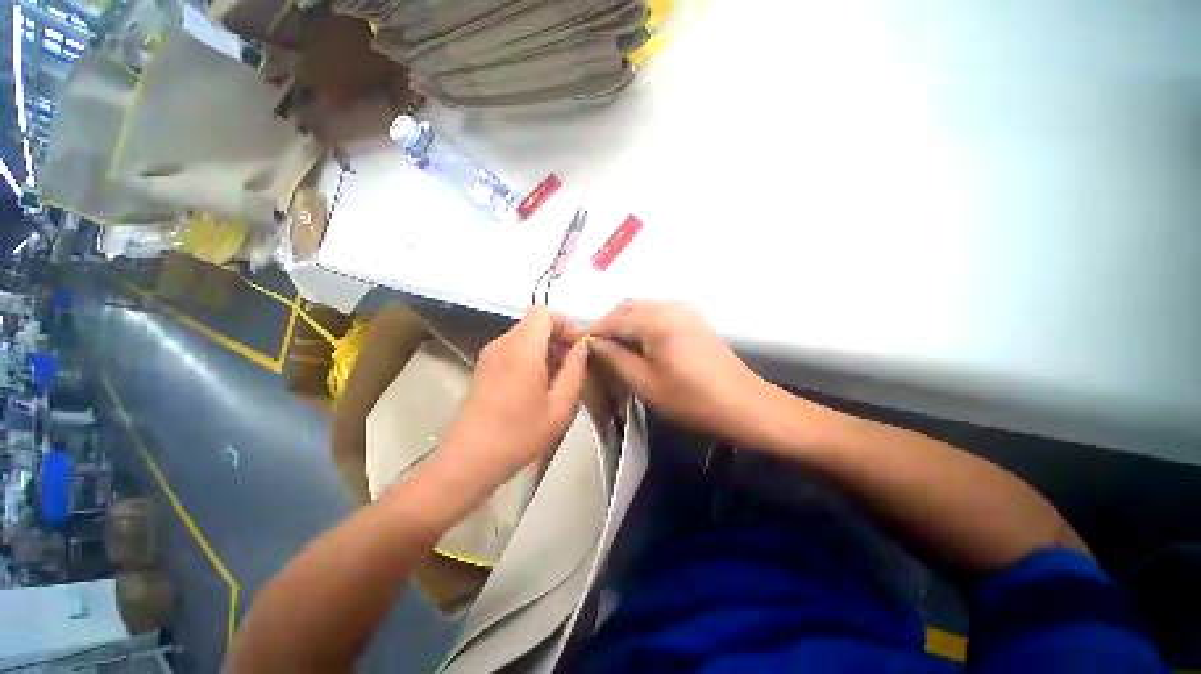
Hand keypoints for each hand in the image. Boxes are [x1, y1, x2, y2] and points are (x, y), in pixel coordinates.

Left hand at [440, 306, 589, 483]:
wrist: (469, 460)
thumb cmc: (519, 434)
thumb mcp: (560, 407)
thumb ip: (575, 371)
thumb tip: (582, 347)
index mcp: (522, 349)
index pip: (543, 312)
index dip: (564, 323)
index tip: (577, 347)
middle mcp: (502, 344)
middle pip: (534, 323)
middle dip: (558, 338)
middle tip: (572, 367)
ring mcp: (489, 355)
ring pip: (524, 336)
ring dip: (545, 349)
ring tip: (557, 379)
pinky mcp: (483, 367)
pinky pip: (513, 349)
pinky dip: (530, 357)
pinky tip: (537, 386)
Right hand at [587, 300, 773, 445]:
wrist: (743, 405)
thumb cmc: (690, 399)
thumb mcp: (645, 383)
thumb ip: (615, 357)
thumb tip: (592, 343)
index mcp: (656, 320)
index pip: (613, 320)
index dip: (593, 332)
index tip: (579, 347)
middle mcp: (669, 306)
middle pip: (627, 307)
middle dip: (608, 324)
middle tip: (596, 348)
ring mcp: (684, 309)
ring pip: (642, 308)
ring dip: (624, 323)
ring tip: (614, 348)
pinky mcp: (693, 318)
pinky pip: (658, 313)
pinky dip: (641, 324)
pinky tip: (639, 343)